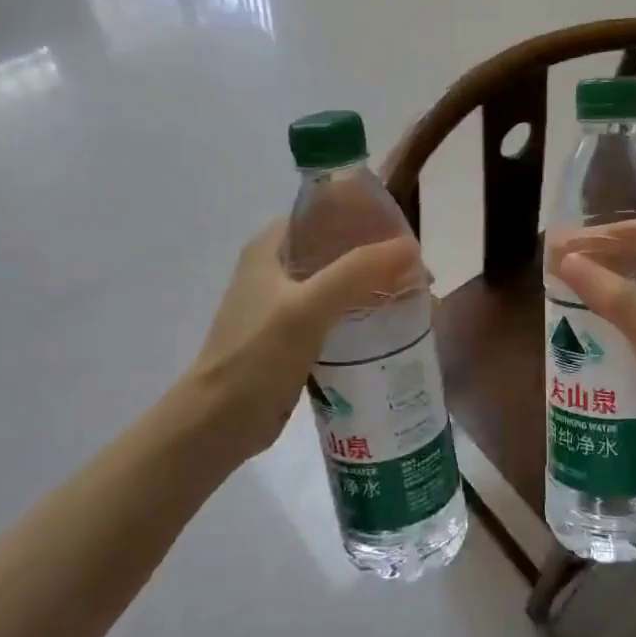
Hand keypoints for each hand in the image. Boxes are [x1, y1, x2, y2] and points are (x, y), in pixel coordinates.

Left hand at [178, 221, 422, 464]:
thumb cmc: (256, 356)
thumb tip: (411, 247)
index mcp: (270, 248)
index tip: (402, 230)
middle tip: (417, 268)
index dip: (363, 215)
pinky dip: (362, 313)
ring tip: (413, 294)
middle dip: (375, 254)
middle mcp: (276, 269)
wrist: (218, 424)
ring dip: (372, 285)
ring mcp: (284, 304)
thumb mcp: (309, 307)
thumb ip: (357, 272)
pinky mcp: (293, 336)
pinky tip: (391, 325)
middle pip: (335, 247)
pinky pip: (336, 313)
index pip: (322, 212)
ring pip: (338, 282)